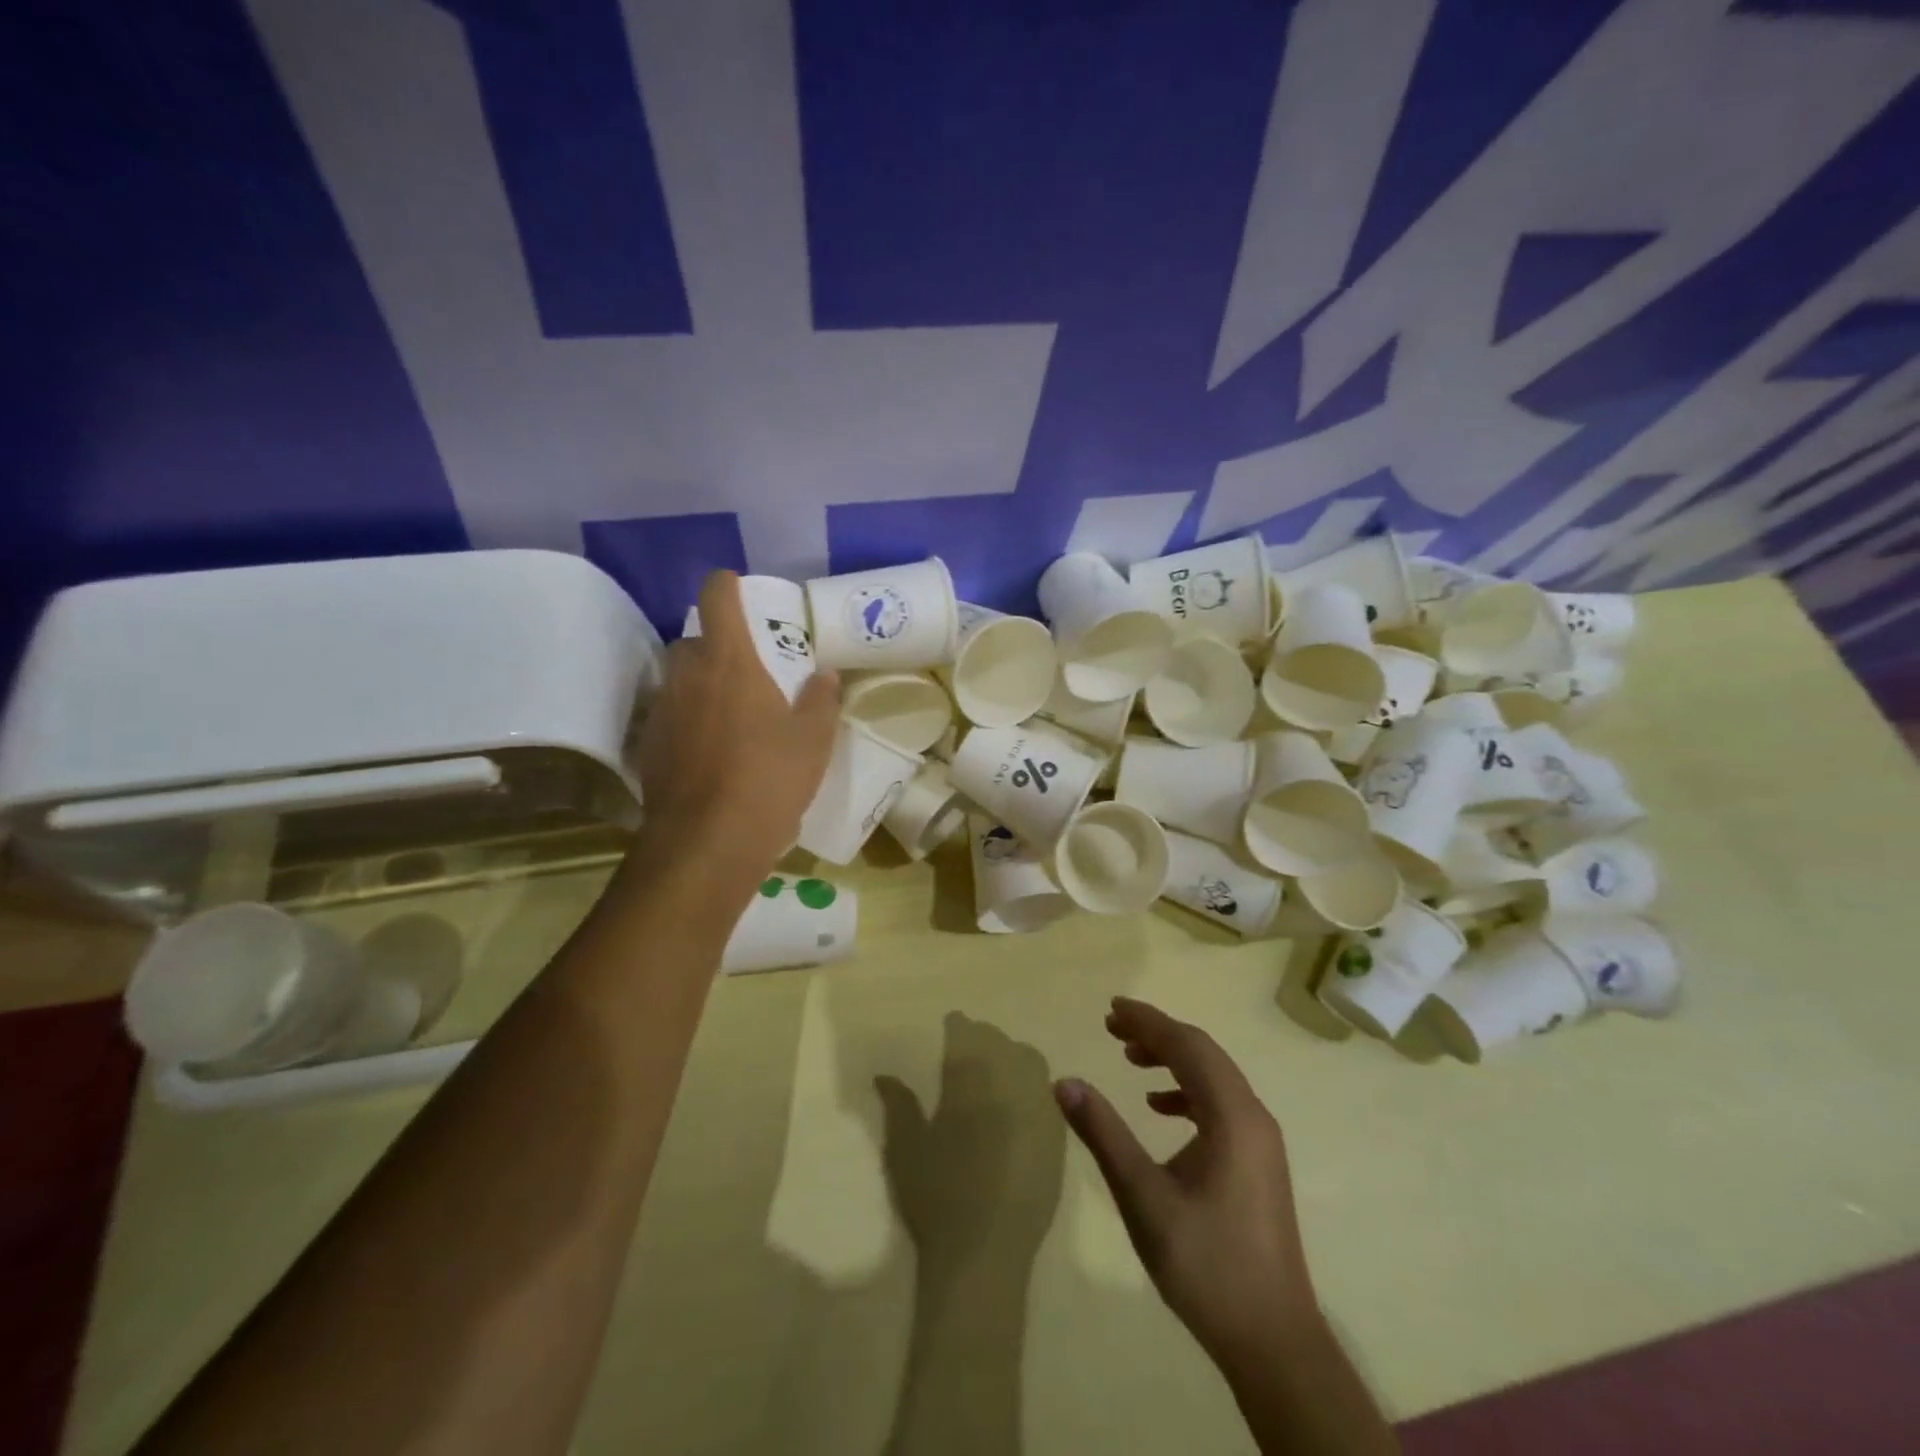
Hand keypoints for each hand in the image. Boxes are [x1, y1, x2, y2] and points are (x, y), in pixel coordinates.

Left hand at [634, 571, 839, 876]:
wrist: (708, 842)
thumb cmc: (769, 779)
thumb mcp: (813, 741)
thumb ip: (820, 700)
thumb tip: (823, 675)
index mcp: (730, 661)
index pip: (717, 598)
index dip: (727, 585)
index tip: (738, 589)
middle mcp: (687, 676)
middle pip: (693, 640)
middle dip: (716, 648)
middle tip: (747, 673)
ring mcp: (662, 711)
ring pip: (679, 681)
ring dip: (700, 687)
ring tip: (730, 717)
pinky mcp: (648, 746)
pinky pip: (669, 717)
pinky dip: (687, 722)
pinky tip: (709, 754)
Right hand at [875, 1014, 1065, 1281]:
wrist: (984, 1254)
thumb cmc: (936, 1194)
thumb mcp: (905, 1145)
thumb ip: (898, 1102)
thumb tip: (884, 1075)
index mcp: (971, 1076)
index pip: (966, 1031)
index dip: (956, 1027)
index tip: (949, 1030)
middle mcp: (1010, 1080)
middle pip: (1000, 1041)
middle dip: (984, 1040)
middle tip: (968, 1053)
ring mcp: (1040, 1106)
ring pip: (1030, 1061)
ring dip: (1012, 1059)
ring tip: (996, 1076)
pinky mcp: (1058, 1135)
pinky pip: (1048, 1094)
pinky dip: (1033, 1089)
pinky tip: (1019, 1109)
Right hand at [1054, 998, 1318, 1367]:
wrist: (1273, 1342)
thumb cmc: (1206, 1264)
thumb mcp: (1143, 1197)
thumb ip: (1103, 1134)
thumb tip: (1064, 1082)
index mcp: (1232, 1116)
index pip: (1187, 1046)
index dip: (1147, 1021)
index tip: (1111, 1007)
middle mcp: (1254, 1116)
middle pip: (1203, 1053)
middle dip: (1157, 1033)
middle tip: (1112, 1027)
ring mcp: (1261, 1140)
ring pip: (1214, 1077)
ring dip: (1173, 1058)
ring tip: (1130, 1057)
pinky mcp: (1259, 1162)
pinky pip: (1221, 1104)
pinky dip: (1188, 1091)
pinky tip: (1159, 1107)